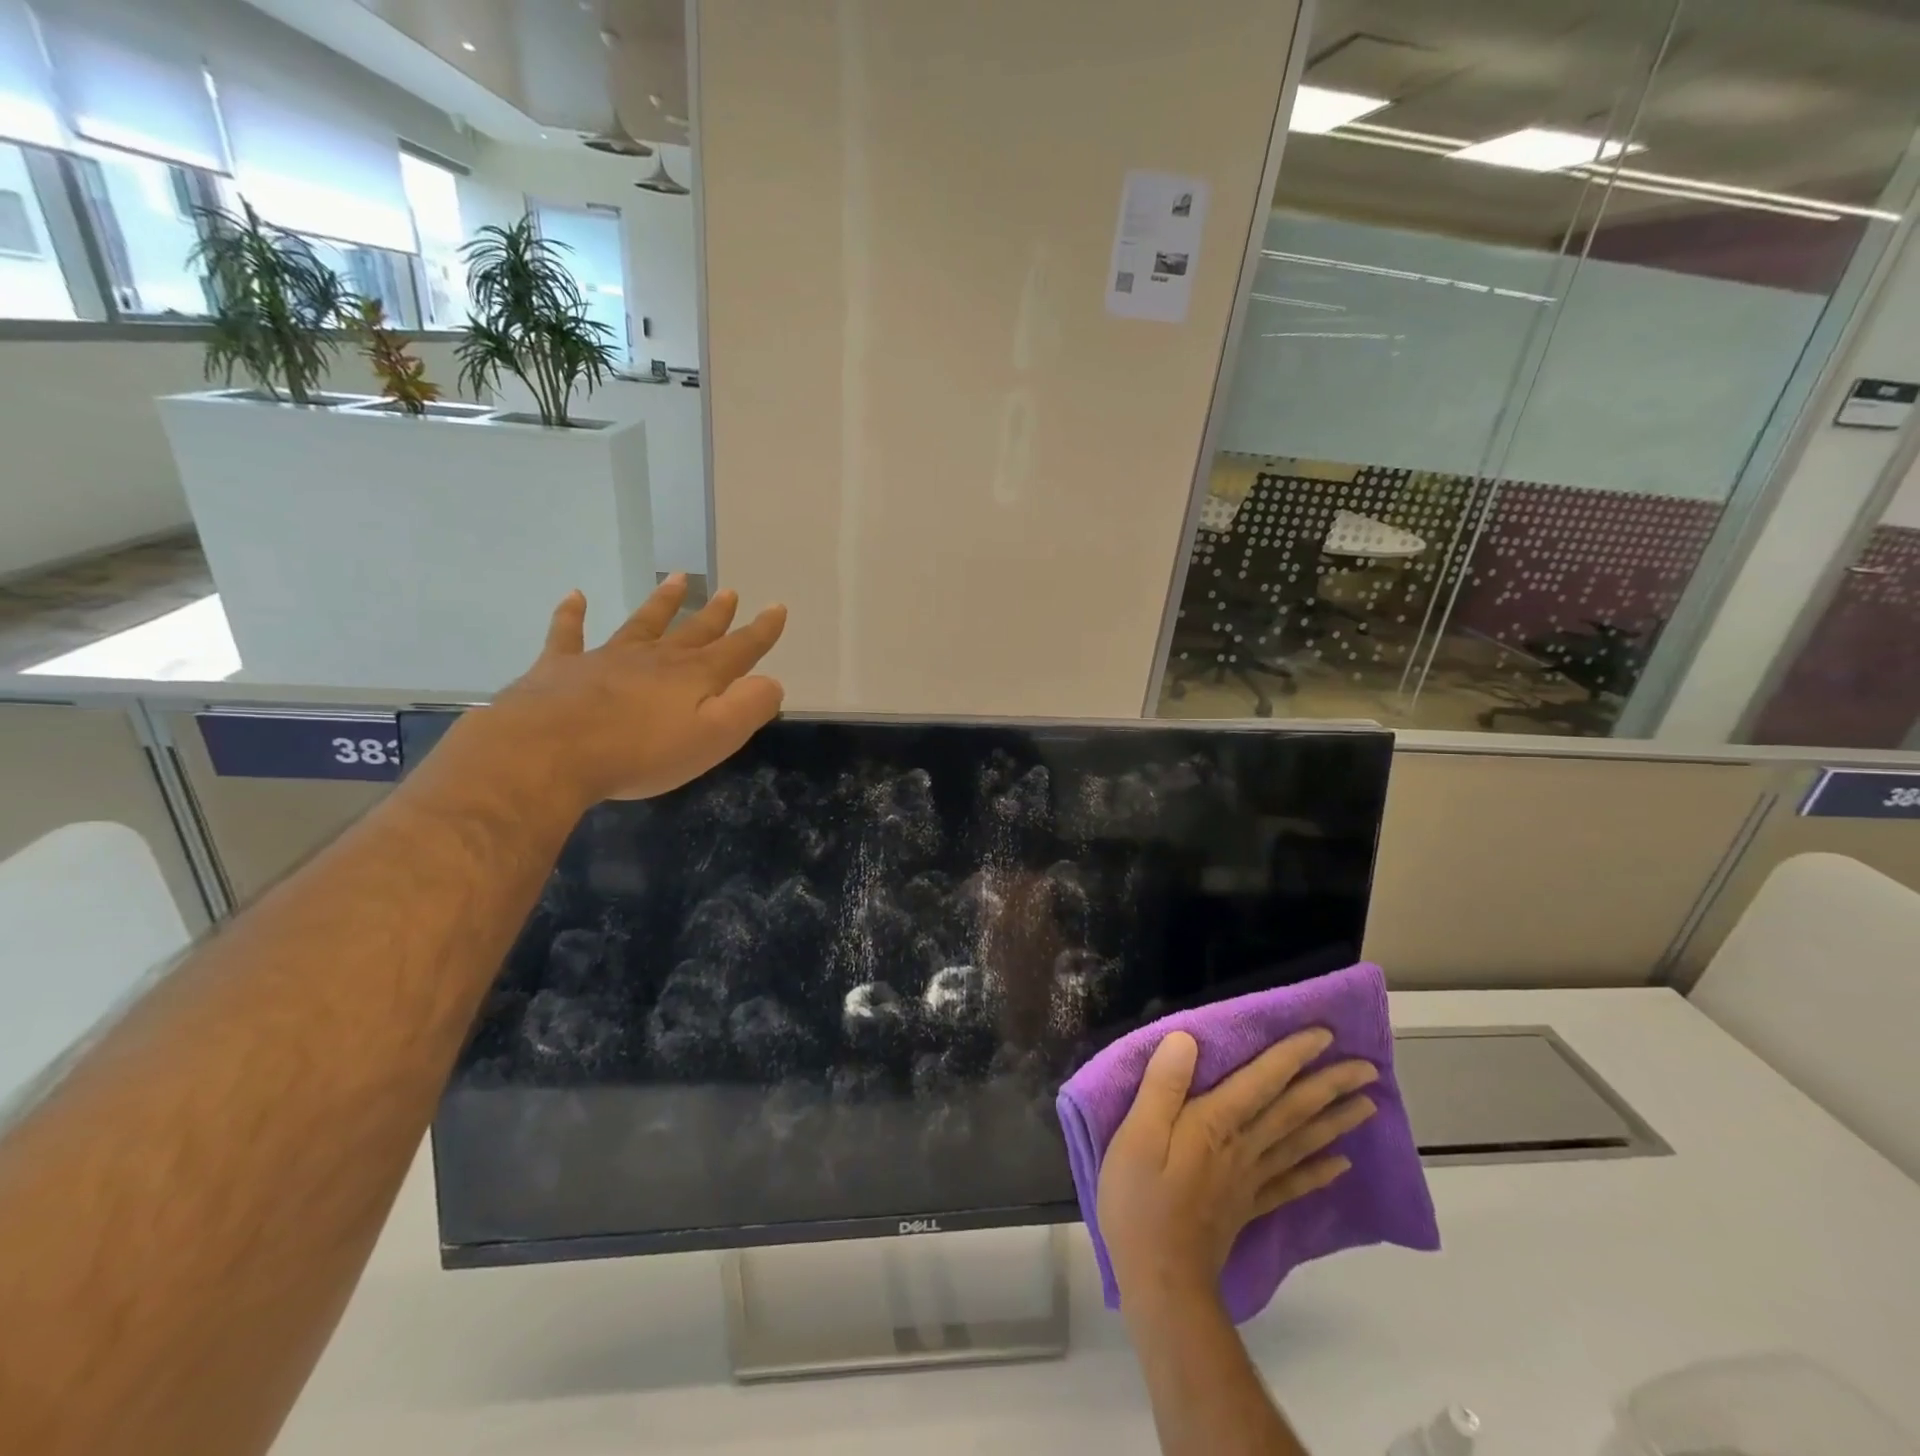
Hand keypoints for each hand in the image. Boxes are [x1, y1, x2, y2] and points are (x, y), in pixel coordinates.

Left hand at [473, 577, 786, 807]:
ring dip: (663, 602)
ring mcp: (608, 657)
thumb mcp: (713, 737)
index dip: (761, 631)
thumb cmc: (641, 752)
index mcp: (695, 676)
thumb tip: (771, 683)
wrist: (549, 751)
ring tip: (678, 579)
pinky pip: (569, 632)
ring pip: (643, 622)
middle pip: (693, 631)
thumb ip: (748, 707)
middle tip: (730, 592)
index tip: (777, 608)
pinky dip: (572, 613)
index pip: (738, 649)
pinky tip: (575, 595)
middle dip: (716, 614)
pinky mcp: (563, 667)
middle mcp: (656, 658)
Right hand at [1096, 1028, 1379, 1309]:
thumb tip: (1185, 1040)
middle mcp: (1243, 1147)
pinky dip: (1319, 1171)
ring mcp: (1250, 1179)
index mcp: (1215, 1124)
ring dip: (1336, 1121)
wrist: (1160, 1280)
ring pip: (1301, 1142)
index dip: (1292, 1055)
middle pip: (1293, 1111)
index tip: (1325, 1034)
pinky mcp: (1249, 1207)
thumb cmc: (1139, 1199)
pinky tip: (1341, 1164)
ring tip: (1368, 1105)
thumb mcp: (1137, 1136)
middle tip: (1368, 1069)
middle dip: (1330, 1086)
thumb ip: (1162, 1087)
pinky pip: (1292, 1184)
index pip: (1262, 1081)